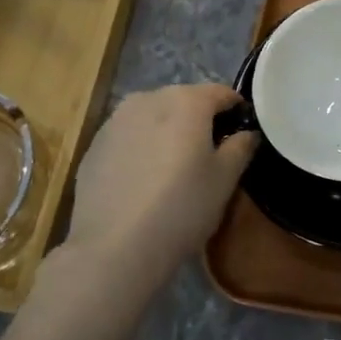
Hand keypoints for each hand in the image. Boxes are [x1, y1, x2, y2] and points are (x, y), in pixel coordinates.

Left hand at [61, 83, 257, 280]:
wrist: (115, 247)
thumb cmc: (182, 207)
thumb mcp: (225, 180)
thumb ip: (241, 147)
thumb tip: (246, 133)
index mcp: (186, 101)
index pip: (221, 92)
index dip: (236, 109)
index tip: (242, 133)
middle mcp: (147, 99)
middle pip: (184, 100)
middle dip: (200, 119)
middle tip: (211, 153)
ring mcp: (115, 121)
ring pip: (153, 116)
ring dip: (168, 132)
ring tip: (175, 167)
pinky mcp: (93, 146)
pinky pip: (129, 137)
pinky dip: (142, 148)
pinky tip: (145, 181)